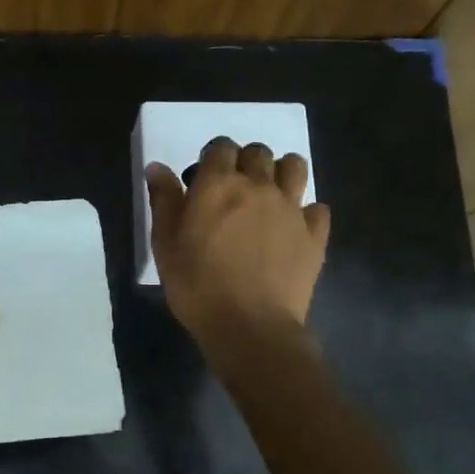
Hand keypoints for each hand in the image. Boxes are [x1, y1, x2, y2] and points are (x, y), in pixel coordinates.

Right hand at [145, 138, 329, 347]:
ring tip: (268, 195)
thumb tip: (157, 167)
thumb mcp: (165, 243)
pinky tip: (293, 227)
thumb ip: (164, 200)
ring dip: (281, 172)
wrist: (250, 326)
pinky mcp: (314, 235)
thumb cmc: (197, 284)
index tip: (204, 177)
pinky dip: (306, 212)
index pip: (220, 147)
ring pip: (295, 167)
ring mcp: (291, 208)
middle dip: (246, 161)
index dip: (213, 157)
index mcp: (219, 184)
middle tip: (234, 188)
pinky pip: (317, 208)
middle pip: (258, 153)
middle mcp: (259, 186)